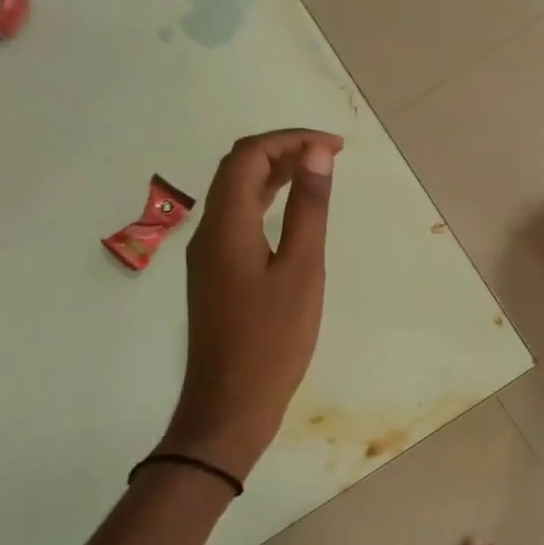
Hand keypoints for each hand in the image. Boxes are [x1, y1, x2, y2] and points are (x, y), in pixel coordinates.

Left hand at [159, 129, 342, 480]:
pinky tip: (291, 217)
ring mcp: (208, 256)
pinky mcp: (215, 276)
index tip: (335, 147)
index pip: (249, 155)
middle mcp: (209, 232)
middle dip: (282, 151)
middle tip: (329, 156)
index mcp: (226, 225)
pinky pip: (237, 221)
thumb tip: (316, 154)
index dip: (291, 140)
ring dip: (273, 176)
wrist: (230, 405)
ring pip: (236, 196)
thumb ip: (309, 210)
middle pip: (237, 169)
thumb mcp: (302, 271)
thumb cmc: (272, 340)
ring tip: (316, 176)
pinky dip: (266, 204)